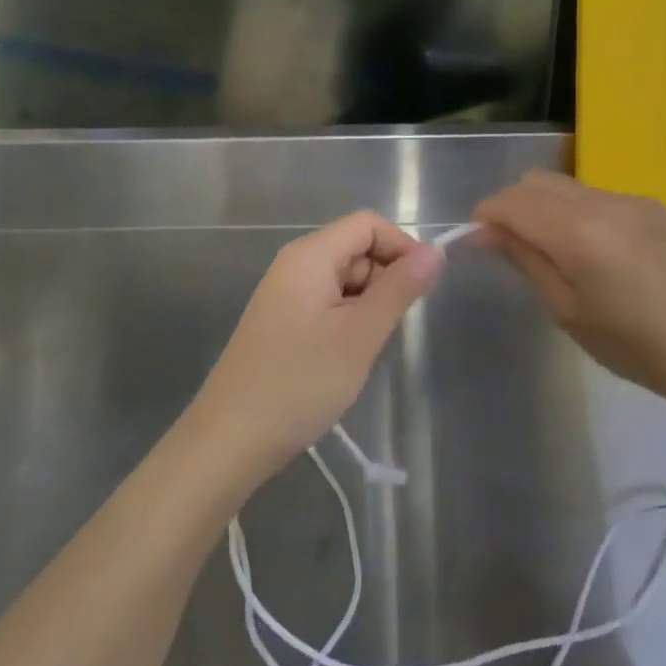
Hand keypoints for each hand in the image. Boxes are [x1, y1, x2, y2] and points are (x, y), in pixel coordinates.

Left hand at [191, 212, 443, 480]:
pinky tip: (345, 357)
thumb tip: (436, 251)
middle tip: (388, 328)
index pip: (367, 224)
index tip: (422, 287)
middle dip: (384, 279)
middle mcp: (294, 265)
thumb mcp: (360, 334)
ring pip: (345, 280)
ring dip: (367, 304)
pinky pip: (327, 304)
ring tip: (364, 348)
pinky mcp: (282, 322)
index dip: (401, 246)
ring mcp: (285, 294)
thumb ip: (400, 288)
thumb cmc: (299, 382)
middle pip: (356, 249)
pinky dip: (347, 321)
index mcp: (309, 255)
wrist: (230, 441)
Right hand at [474, 172, 665, 407]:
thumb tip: (486, 231)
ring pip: (568, 186)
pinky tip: (598, 251)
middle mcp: (604, 202)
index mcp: (579, 233)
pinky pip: (600, 196)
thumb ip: (525, 260)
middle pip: (537, 182)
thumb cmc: (633, 345)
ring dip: (546, 207)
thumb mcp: (567, 311)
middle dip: (512, 205)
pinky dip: (580, 212)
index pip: (513, 202)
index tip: (477, 239)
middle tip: (510, 245)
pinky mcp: (654, 206)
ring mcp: (633, 199)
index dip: (485, 215)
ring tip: (555, 249)